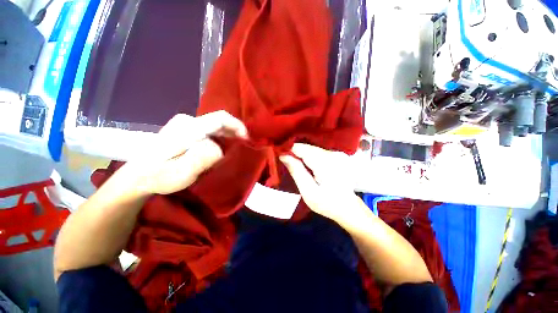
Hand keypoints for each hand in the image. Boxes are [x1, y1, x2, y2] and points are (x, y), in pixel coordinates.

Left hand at [127, 111, 247, 194]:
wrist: (137, 177)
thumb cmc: (158, 177)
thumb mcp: (181, 172)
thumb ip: (202, 157)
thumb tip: (219, 147)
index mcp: (188, 128)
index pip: (220, 118)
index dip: (238, 126)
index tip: (248, 140)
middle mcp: (187, 121)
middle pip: (219, 122)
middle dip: (234, 134)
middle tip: (242, 148)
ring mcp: (185, 125)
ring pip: (215, 127)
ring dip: (228, 137)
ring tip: (234, 150)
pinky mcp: (184, 131)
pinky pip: (209, 131)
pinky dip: (220, 138)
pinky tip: (221, 149)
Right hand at [280, 143, 359, 221]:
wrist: (348, 207)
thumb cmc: (327, 203)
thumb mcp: (308, 192)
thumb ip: (296, 171)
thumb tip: (283, 155)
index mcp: (326, 164)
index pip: (302, 148)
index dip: (289, 150)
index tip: (281, 156)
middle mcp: (333, 154)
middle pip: (307, 147)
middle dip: (295, 152)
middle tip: (286, 162)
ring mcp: (337, 153)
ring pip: (312, 148)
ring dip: (301, 154)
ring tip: (295, 164)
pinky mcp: (337, 155)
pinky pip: (318, 151)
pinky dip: (309, 155)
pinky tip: (307, 164)